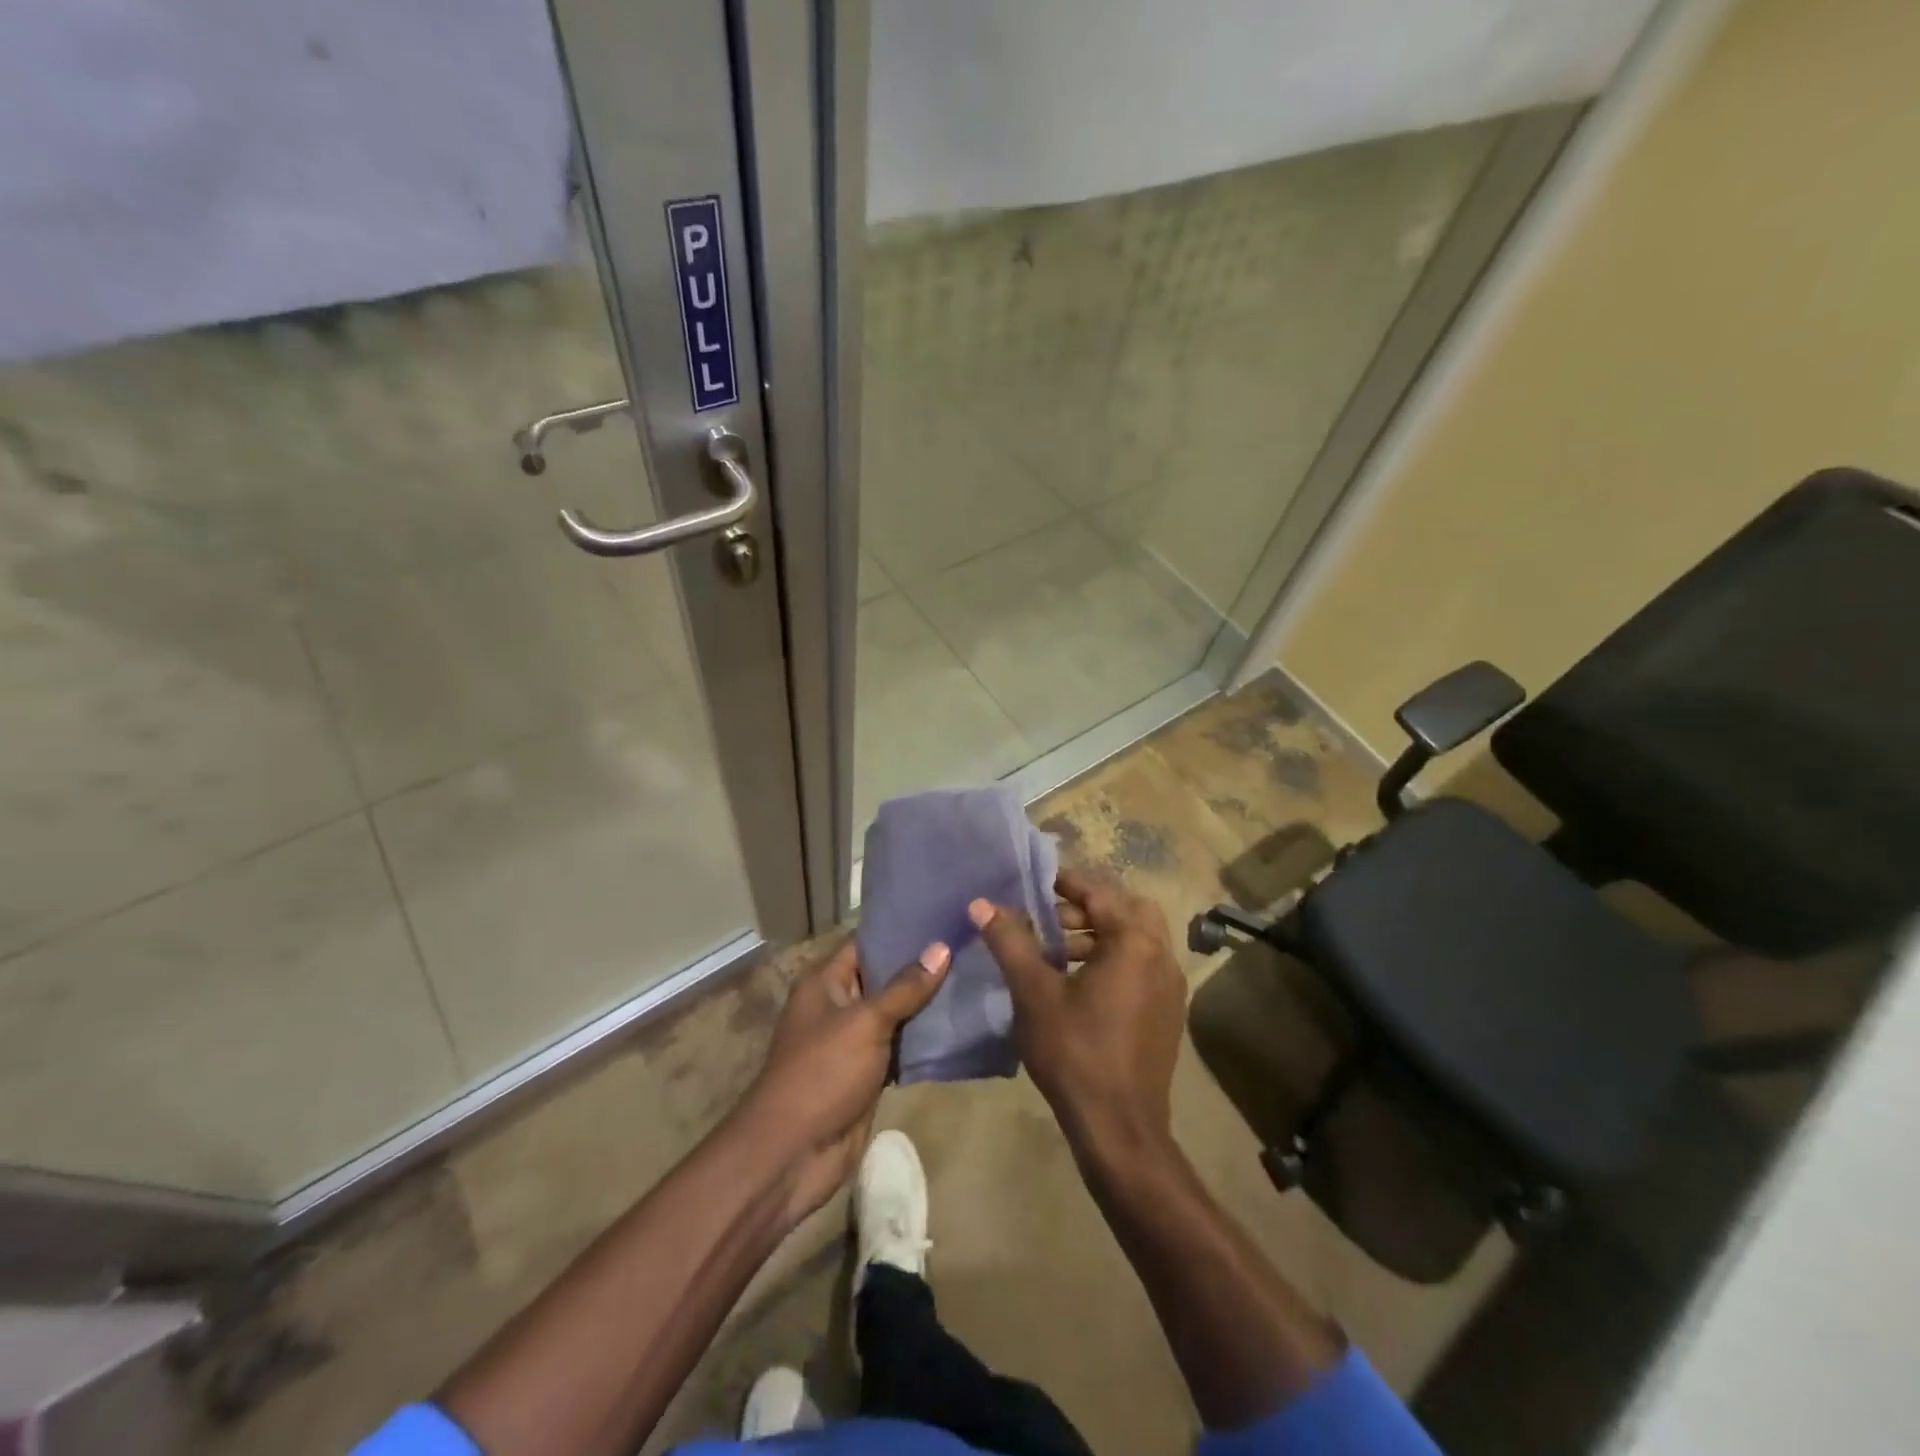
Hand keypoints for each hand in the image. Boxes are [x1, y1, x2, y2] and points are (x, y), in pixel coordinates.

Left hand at [738, 937, 948, 1224]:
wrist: (794, 1153)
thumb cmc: (823, 1073)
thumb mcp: (865, 1022)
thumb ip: (905, 987)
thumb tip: (941, 947)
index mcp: (825, 982)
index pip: (866, 942)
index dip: (901, 929)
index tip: (941, 915)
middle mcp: (838, 1004)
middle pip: (884, 976)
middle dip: (921, 965)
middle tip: (968, 944)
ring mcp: (853, 1040)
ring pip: (895, 1013)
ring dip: (926, 1003)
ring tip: (973, 976)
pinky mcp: (867, 1072)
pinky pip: (899, 1046)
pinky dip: (923, 1039)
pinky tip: (958, 1023)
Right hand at [969, 868, 1186, 1161]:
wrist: (1120, 1129)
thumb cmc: (1075, 1052)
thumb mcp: (1034, 993)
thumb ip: (1010, 942)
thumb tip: (981, 904)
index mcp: (1134, 942)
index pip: (1100, 892)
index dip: (1066, 882)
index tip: (1035, 881)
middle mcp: (1161, 956)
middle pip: (1126, 909)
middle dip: (1087, 907)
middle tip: (1049, 917)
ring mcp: (1170, 986)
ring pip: (1135, 939)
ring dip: (1099, 935)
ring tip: (1056, 951)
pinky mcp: (1168, 1012)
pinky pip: (1142, 966)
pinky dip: (1114, 959)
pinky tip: (1079, 984)